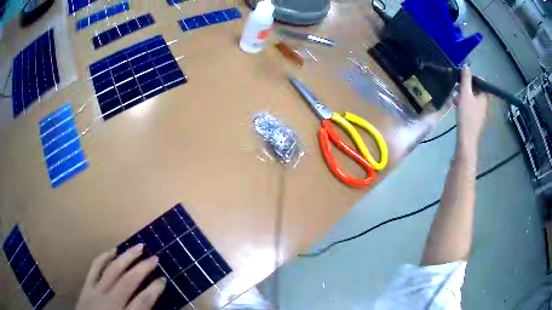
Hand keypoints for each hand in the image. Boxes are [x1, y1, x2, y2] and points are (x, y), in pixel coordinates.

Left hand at [76, 244, 165, 309]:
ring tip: (137, 247)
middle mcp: (110, 302)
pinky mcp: (86, 286)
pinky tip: (112, 250)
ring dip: (126, 258)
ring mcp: (96, 292)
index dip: (155, 289)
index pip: (143, 301)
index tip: (163, 279)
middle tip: (155, 258)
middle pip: (128, 282)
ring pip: (112, 270)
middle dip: (143, 269)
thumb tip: (151, 302)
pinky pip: (94, 268)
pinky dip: (103, 258)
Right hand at [455, 66, 488, 149]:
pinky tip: (457, 105)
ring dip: (464, 94)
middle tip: (458, 88)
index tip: (463, 78)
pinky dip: (465, 102)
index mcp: (485, 97)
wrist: (466, 139)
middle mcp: (485, 103)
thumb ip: (466, 79)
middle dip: (466, 86)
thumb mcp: (465, 94)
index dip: (472, 77)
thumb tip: (466, 66)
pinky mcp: (476, 118)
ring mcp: (481, 111)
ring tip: (456, 97)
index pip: (481, 81)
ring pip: (473, 97)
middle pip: (477, 89)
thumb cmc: (467, 116)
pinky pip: (471, 105)